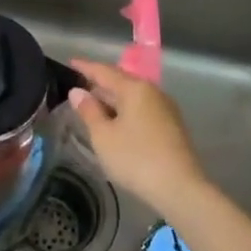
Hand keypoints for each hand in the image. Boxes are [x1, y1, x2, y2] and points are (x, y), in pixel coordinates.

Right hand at [67, 59, 209, 214]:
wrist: (180, 188)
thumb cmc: (136, 159)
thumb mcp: (103, 136)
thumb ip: (89, 111)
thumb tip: (78, 92)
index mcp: (135, 88)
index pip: (104, 71)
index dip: (85, 67)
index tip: (70, 62)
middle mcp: (152, 92)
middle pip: (121, 81)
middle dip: (99, 84)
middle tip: (78, 87)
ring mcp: (165, 108)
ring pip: (133, 96)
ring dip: (113, 99)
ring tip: (94, 106)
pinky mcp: (171, 126)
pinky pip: (142, 109)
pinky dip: (125, 111)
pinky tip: (116, 123)